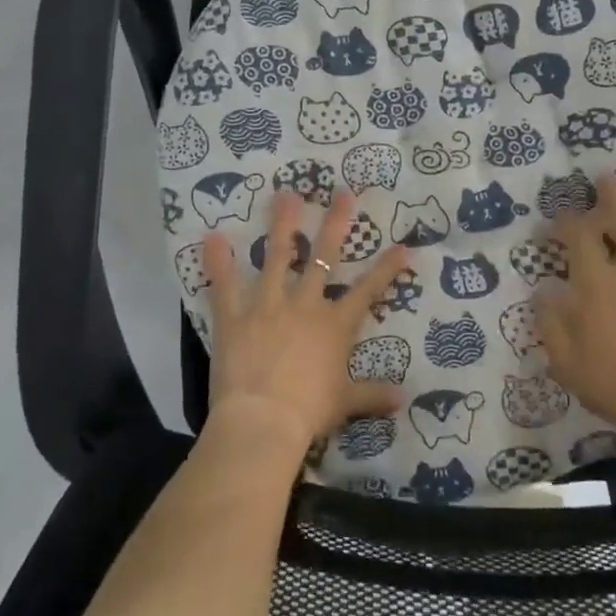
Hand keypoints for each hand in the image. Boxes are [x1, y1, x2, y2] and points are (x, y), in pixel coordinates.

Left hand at [202, 189, 411, 456]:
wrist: (263, 422)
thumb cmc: (309, 412)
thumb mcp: (345, 403)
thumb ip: (372, 394)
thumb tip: (402, 399)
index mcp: (335, 325)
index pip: (368, 290)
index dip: (387, 268)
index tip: (403, 246)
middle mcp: (305, 305)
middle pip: (324, 256)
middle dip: (335, 223)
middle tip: (341, 193)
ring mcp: (268, 306)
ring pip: (277, 257)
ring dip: (281, 224)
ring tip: (285, 195)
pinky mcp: (235, 317)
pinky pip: (224, 286)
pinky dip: (217, 262)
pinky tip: (212, 237)